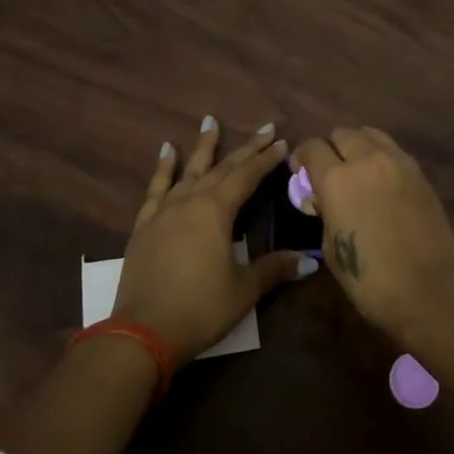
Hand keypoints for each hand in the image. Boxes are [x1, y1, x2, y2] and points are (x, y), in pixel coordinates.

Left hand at [111, 117, 318, 360]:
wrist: (143, 331)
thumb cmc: (200, 308)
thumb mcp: (243, 289)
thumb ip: (274, 269)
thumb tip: (309, 261)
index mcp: (216, 211)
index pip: (247, 176)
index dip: (266, 160)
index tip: (282, 142)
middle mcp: (190, 201)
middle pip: (222, 168)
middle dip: (245, 149)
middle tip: (264, 129)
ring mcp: (164, 210)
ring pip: (188, 170)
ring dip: (202, 147)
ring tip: (210, 121)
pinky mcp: (145, 224)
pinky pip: (156, 188)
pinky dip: (163, 168)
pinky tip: (166, 150)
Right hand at [288, 127, 453, 342]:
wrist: (431, 290)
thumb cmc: (371, 279)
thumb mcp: (331, 247)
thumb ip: (324, 212)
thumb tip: (322, 198)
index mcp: (337, 179)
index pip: (312, 148)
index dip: (302, 158)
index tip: (301, 173)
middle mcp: (366, 160)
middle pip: (341, 133)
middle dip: (330, 148)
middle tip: (329, 171)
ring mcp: (397, 162)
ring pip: (369, 134)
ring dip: (357, 146)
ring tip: (356, 170)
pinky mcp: (419, 172)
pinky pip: (392, 150)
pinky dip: (380, 156)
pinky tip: (380, 180)